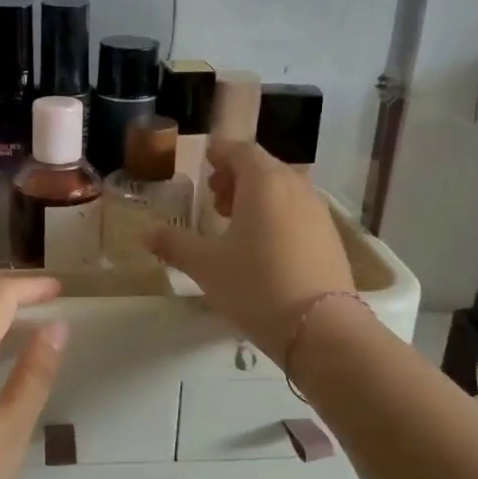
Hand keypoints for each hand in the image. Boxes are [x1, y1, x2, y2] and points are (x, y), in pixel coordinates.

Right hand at [145, 139, 354, 365]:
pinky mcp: (330, 237)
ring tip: (236, 224)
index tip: (205, 161)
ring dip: (257, 197)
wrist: (321, 328)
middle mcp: (295, 187)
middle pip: (264, 167)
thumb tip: (147, 234)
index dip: (220, 153)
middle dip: (237, 176)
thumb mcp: (206, 266)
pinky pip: (298, 211)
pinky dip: (277, 214)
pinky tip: (264, 246)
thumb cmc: (256, 285)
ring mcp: (318, 212)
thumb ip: (175, 245)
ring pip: (283, 189)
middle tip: (214, 198)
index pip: (241, 151)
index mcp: (264, 183)